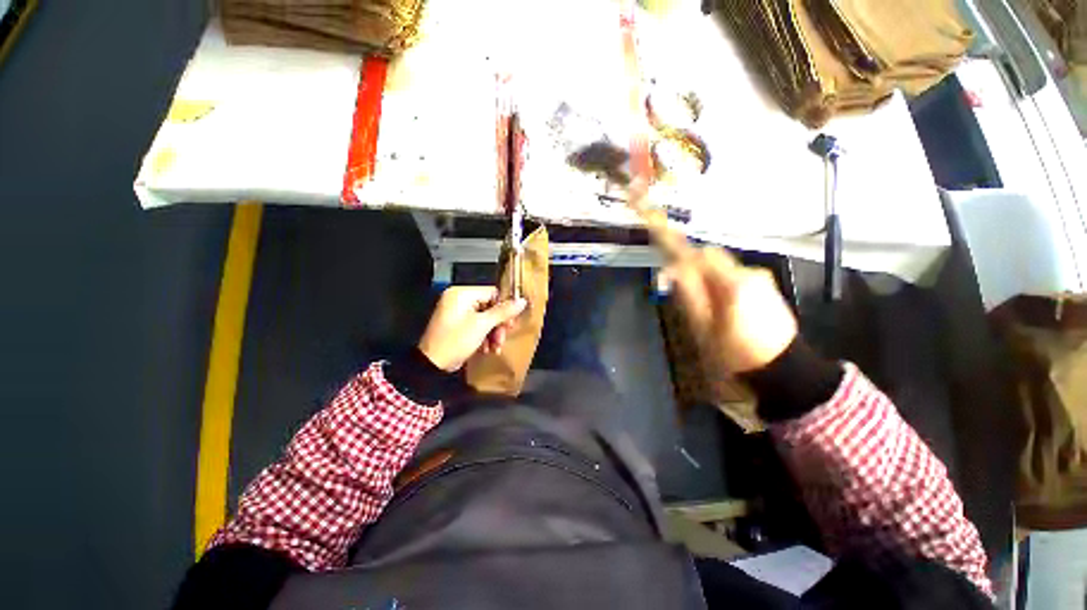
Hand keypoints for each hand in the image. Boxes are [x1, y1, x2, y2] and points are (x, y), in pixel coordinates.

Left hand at [418, 287, 526, 371]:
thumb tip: (522, 301)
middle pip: (489, 306)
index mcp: (462, 294)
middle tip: (503, 337)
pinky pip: (477, 324)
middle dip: (498, 324)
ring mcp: (457, 312)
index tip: (511, 322)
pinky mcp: (457, 325)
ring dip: (493, 333)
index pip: (492, 293)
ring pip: (485, 317)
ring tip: (496, 347)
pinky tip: (488, 348)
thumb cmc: (456, 341)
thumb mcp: (482, 325)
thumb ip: (503, 312)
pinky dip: (484, 336)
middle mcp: (459, 299)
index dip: (504, 307)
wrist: (432, 365)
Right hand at [664, 248, 797, 373]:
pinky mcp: (767, 285)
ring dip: (707, 275)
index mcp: (733, 283)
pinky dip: (721, 281)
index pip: (700, 254)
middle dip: (692, 264)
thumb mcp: (704, 327)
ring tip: (703, 302)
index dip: (678, 245)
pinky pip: (736, 274)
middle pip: (712, 256)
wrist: (785, 368)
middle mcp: (750, 273)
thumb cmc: (737, 352)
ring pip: (722, 266)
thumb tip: (672, 271)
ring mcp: (762, 278)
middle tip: (678, 284)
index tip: (659, 236)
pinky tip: (722, 305)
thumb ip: (689, 295)